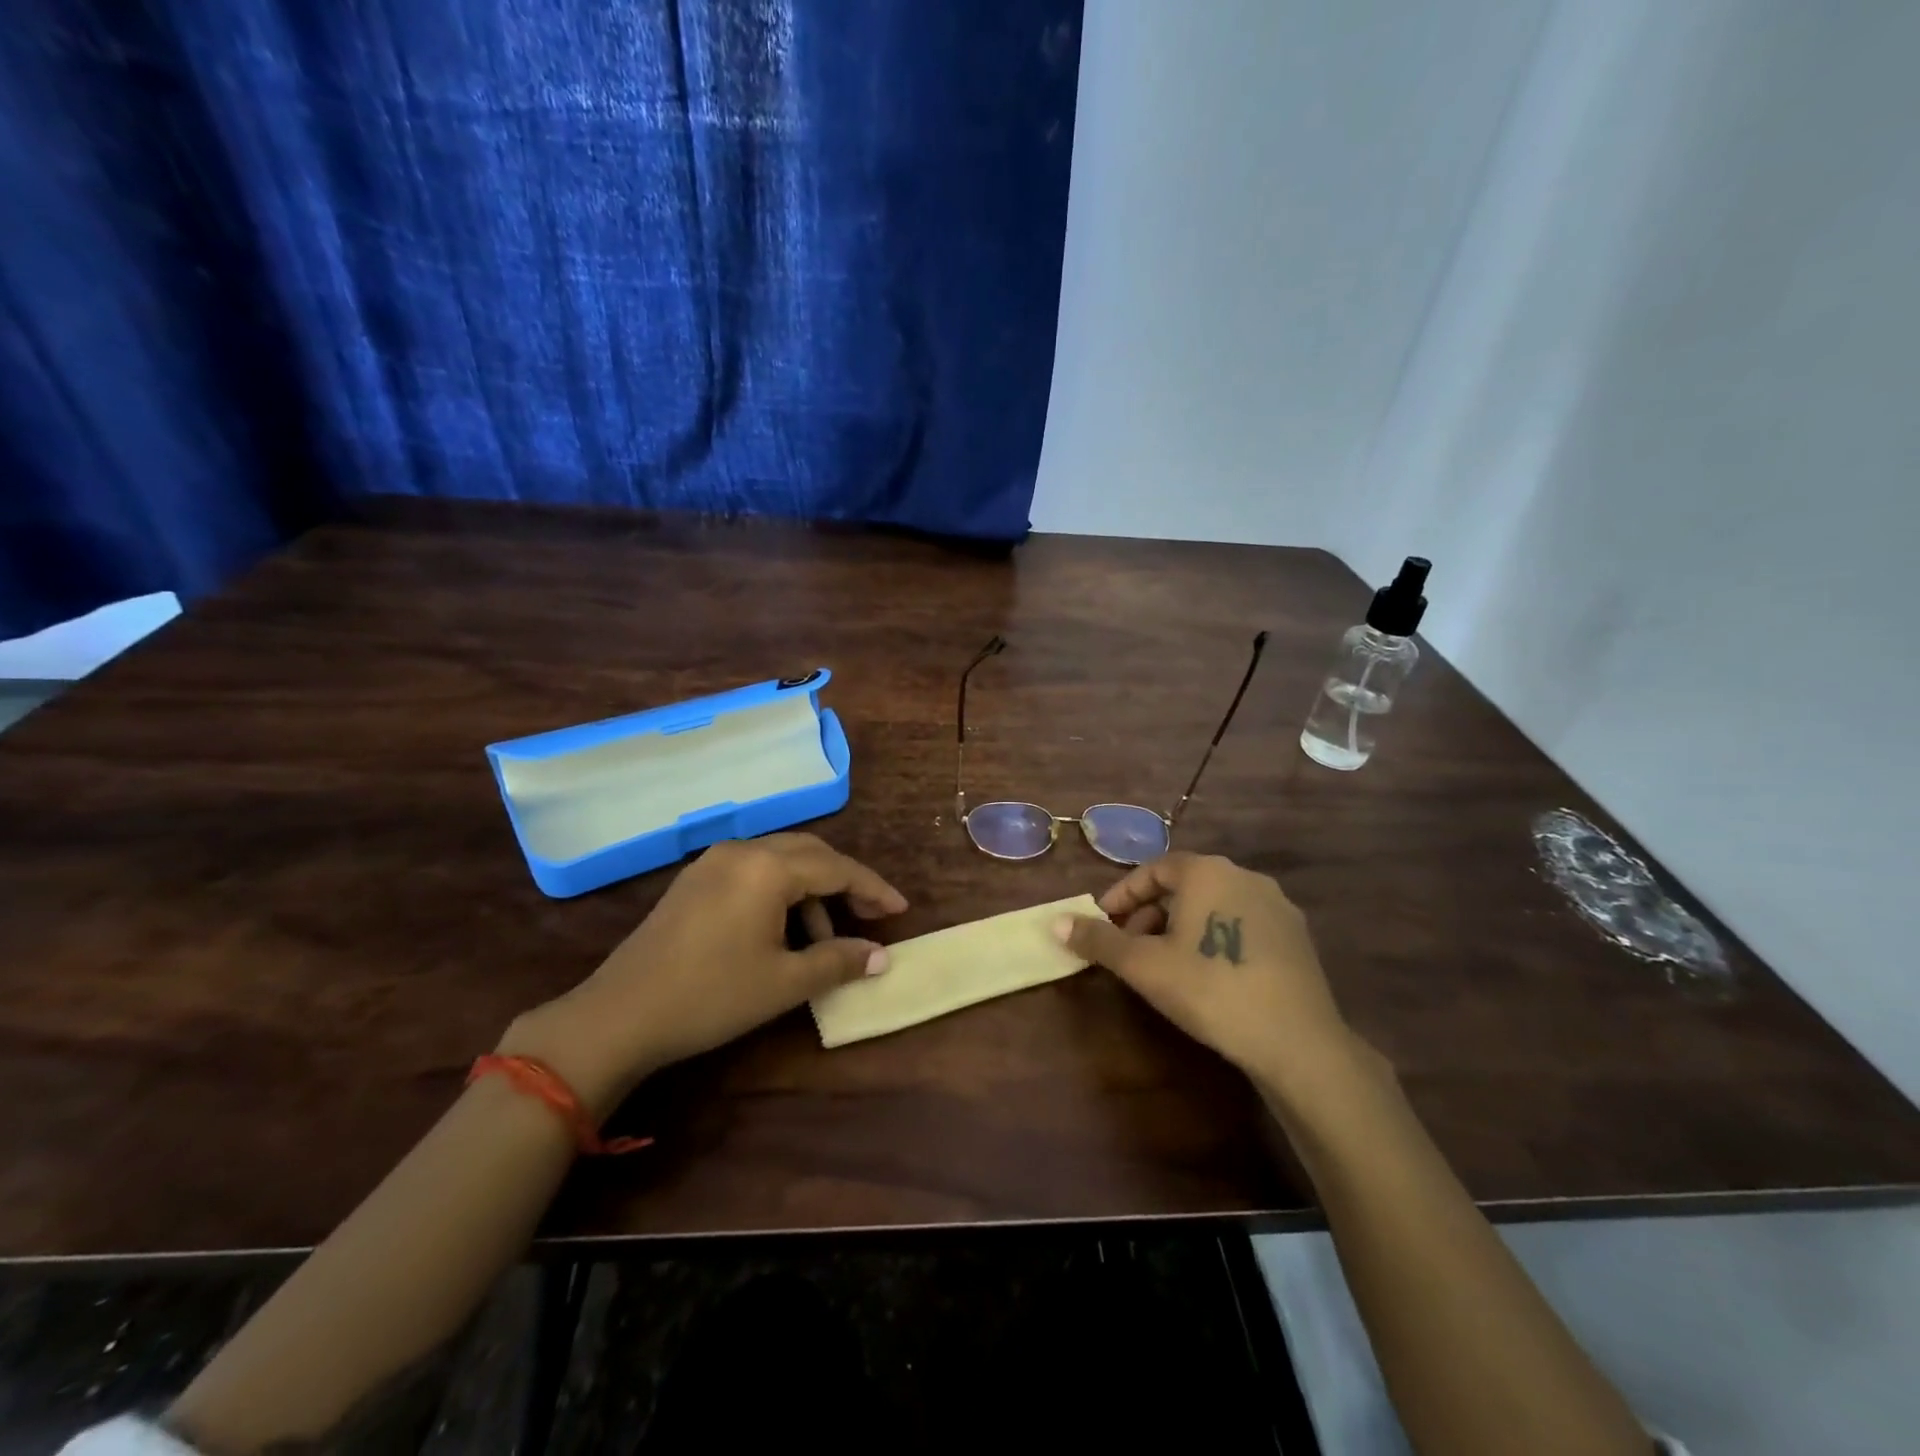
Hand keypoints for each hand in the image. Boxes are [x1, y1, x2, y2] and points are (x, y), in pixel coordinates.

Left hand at [500, 834, 906, 1114]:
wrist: (620, 1015)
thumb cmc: (711, 996)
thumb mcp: (784, 982)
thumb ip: (839, 961)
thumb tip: (881, 956)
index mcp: (769, 867)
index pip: (837, 868)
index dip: (873, 889)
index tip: (900, 911)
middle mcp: (743, 850)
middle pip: (811, 854)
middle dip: (845, 883)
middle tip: (870, 916)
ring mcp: (713, 862)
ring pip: (781, 861)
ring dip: (812, 892)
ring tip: (824, 940)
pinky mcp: (695, 881)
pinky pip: (754, 872)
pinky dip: (781, 893)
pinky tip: (783, 931)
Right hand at [1056, 852, 1359, 1103]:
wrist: (1297, 1041)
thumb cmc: (1210, 990)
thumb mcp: (1144, 966)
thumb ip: (1099, 940)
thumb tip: (1056, 922)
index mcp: (1207, 871)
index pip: (1153, 869)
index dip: (1123, 895)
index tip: (1103, 923)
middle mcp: (1244, 875)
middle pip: (1184, 885)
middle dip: (1150, 913)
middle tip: (1131, 948)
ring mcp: (1277, 905)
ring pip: (1214, 904)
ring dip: (1182, 926)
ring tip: (1167, 964)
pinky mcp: (1297, 936)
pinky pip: (1242, 923)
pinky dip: (1215, 937)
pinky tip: (1210, 975)